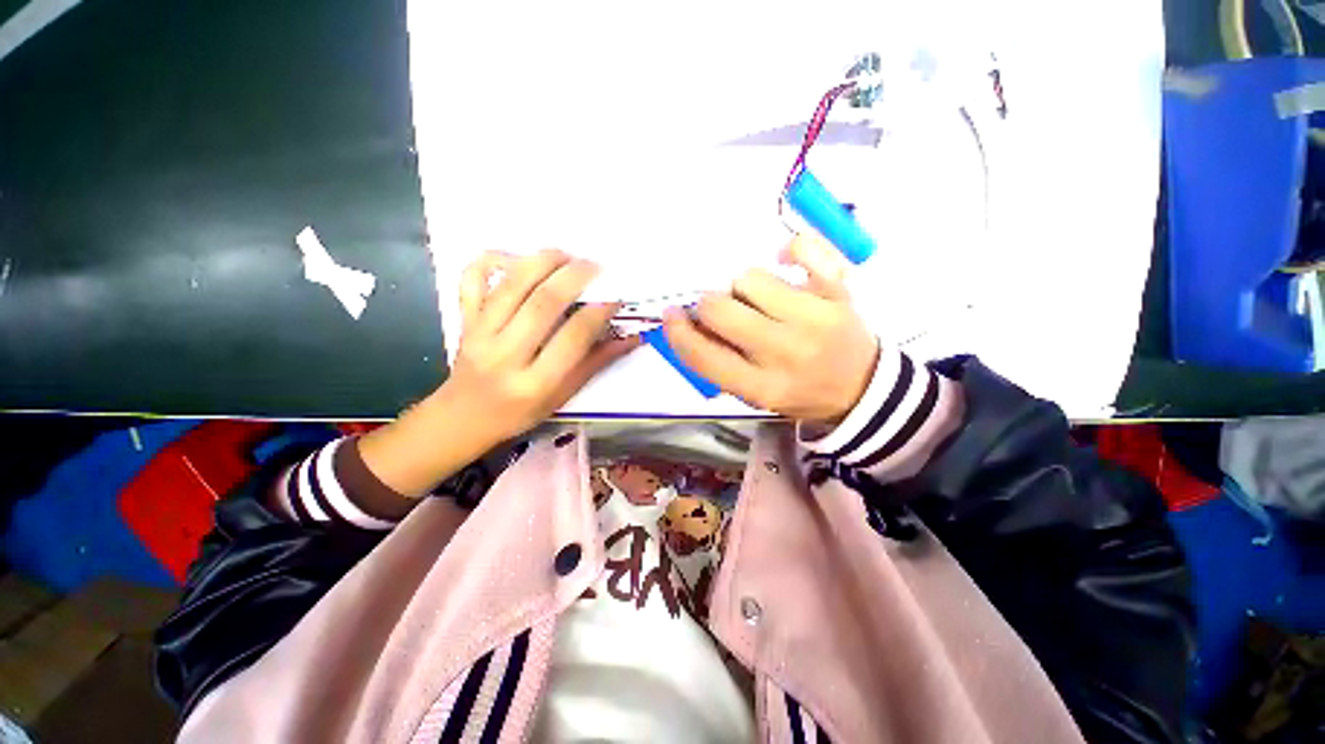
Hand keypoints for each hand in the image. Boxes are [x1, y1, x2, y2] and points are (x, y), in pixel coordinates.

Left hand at [358, 250, 635, 497]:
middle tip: (595, 266)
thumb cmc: (521, 411)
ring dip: (542, 262)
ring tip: (566, 254)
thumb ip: (597, 362)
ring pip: (511, 285)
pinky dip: (491, 259)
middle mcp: (505, 355)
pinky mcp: (464, 319)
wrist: (464, 417)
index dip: (598, 312)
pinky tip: (517, 257)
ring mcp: (479, 333)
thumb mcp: (563, 395)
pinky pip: (471, 279)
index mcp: (535, 382)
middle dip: (574, 277)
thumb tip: (632, 337)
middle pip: (542, 303)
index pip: (573, 337)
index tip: (616, 297)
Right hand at [662, 234, 878, 424]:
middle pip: (719, 308)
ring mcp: (814, 318)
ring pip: (748, 278)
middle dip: (709, 307)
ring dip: (743, 288)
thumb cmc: (799, 392)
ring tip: (759, 301)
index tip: (673, 316)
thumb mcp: (753, 394)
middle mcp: (785, 352)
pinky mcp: (838, 292)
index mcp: (761, 387)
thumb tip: (690, 322)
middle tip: (722, 312)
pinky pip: (803, 249)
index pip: (702, 354)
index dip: (677, 331)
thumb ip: (718, 363)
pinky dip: (788, 250)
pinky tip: (784, 265)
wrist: (861, 388)